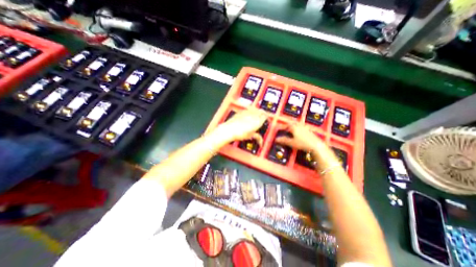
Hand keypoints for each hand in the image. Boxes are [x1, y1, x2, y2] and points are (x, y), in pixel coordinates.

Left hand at [214, 109, 268, 145]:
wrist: (230, 130)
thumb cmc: (240, 134)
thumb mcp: (250, 136)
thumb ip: (257, 137)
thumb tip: (261, 141)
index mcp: (257, 122)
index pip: (265, 116)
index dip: (267, 118)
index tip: (267, 120)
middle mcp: (253, 115)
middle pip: (261, 111)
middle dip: (264, 113)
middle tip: (263, 116)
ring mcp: (247, 112)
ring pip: (256, 109)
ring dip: (258, 111)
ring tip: (257, 114)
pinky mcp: (242, 111)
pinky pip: (249, 109)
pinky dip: (251, 110)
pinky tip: (250, 113)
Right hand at [275, 124, 331, 155]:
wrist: (316, 145)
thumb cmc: (303, 143)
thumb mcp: (291, 143)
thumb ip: (284, 140)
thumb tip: (276, 139)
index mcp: (295, 128)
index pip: (288, 125)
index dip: (284, 126)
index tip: (281, 129)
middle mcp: (300, 126)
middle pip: (294, 123)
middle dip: (290, 124)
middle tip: (287, 127)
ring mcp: (305, 128)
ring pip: (299, 125)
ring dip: (295, 126)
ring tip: (293, 129)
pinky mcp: (310, 131)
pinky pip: (303, 127)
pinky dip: (300, 128)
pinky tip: (301, 133)